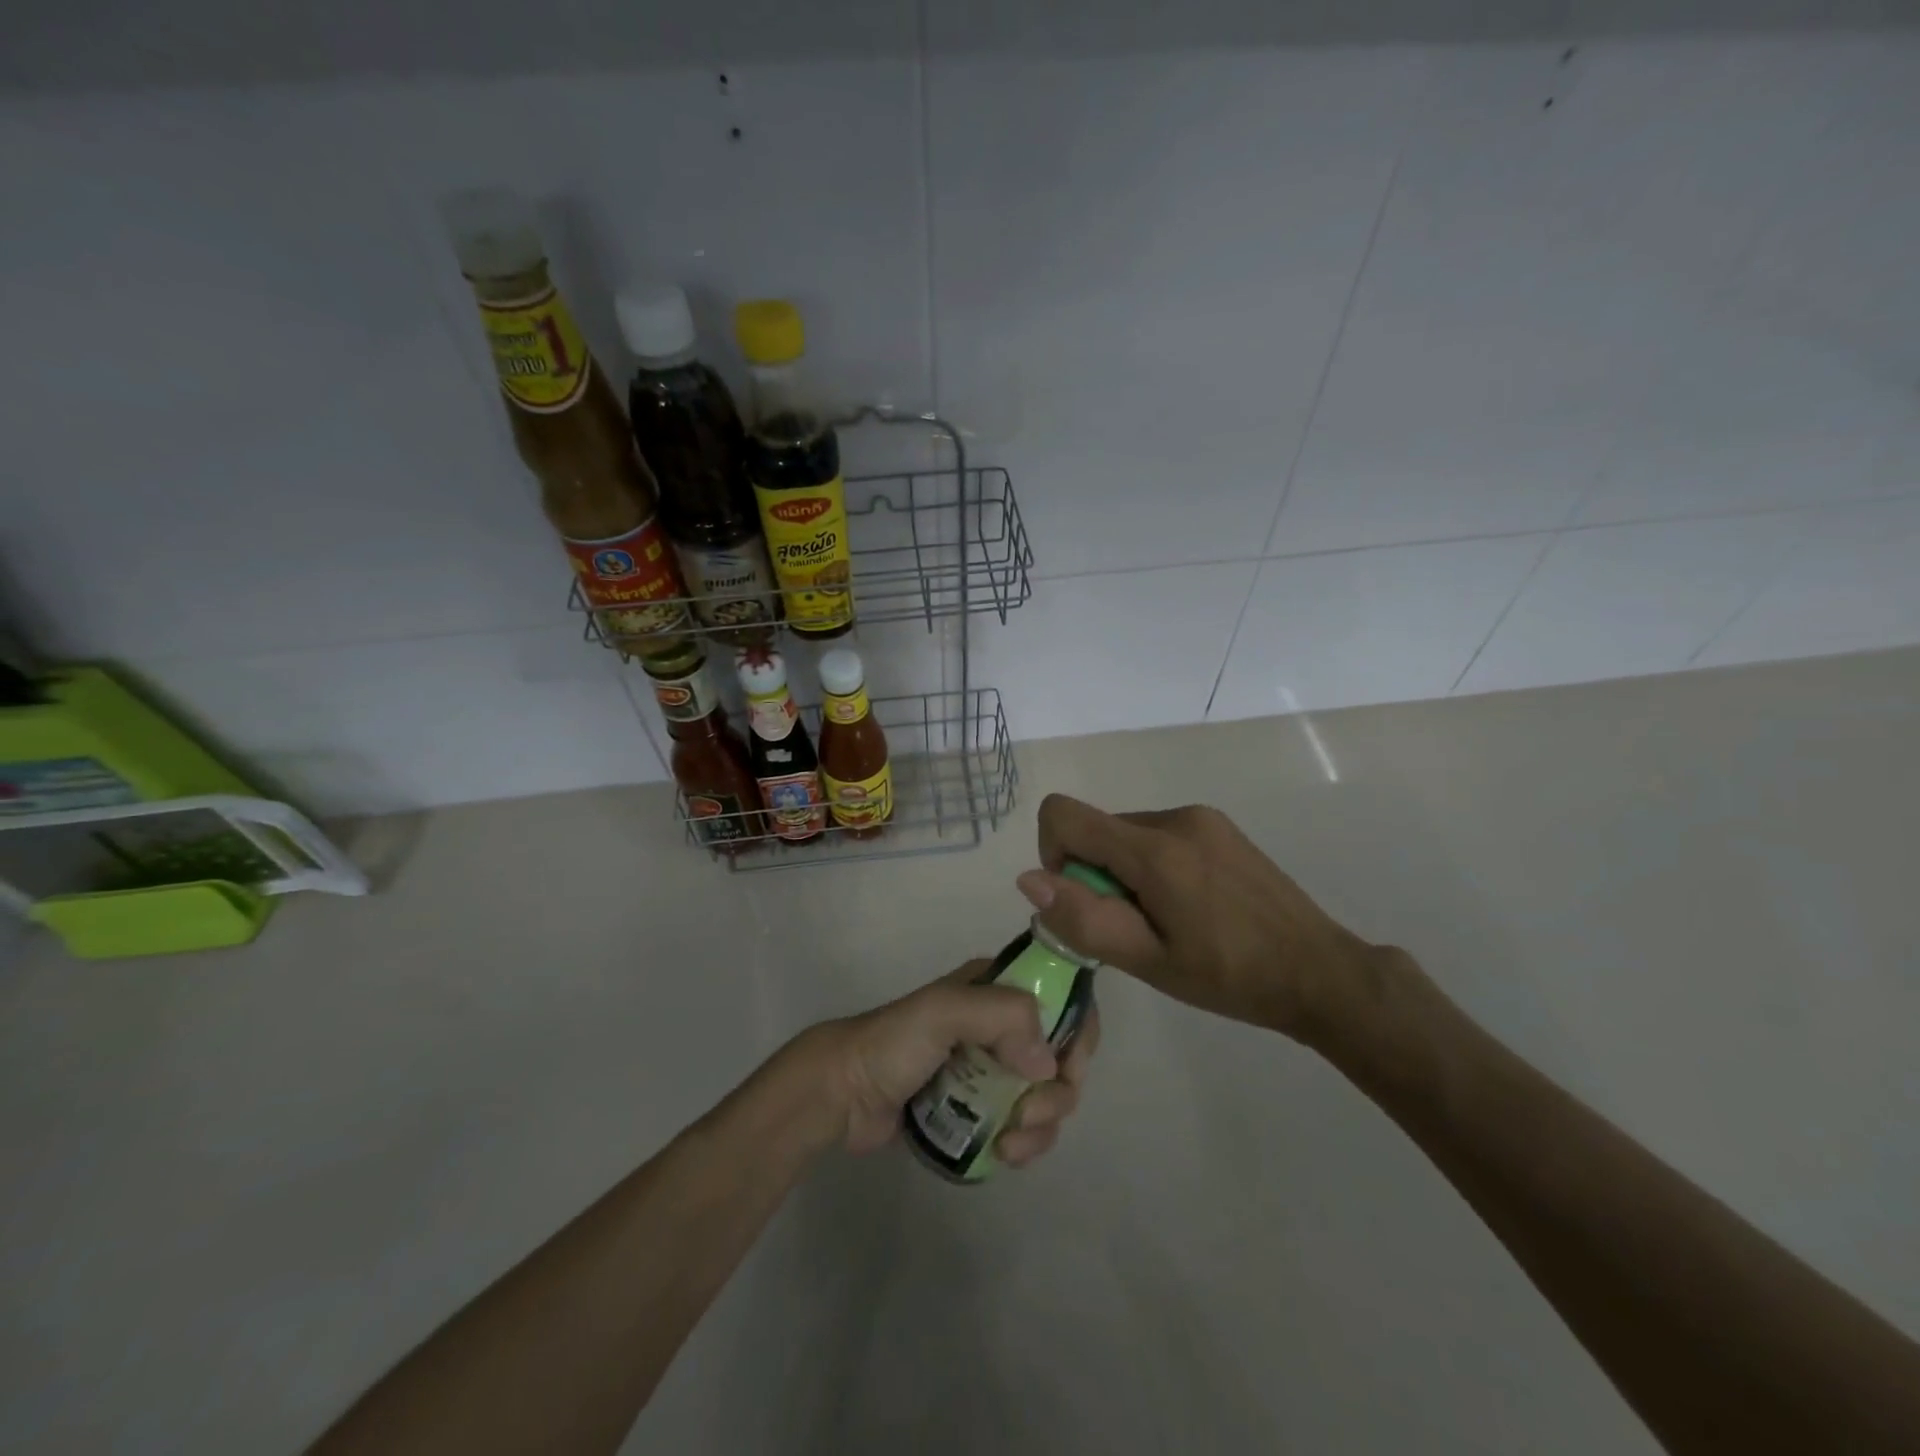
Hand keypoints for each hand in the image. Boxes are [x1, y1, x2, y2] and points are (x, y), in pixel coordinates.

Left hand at [802, 961, 1100, 1162]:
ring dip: (1043, 1125)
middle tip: (1029, 1113)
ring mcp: (993, 1069)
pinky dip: (1026, 1143)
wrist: (845, 1094)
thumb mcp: (945, 1011)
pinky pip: (1024, 1127)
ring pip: (1047, 1096)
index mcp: (997, 989)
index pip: (1063, 999)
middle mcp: (1002, 1025)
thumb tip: (1049, 1064)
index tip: (1070, 1068)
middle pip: (1062, 1056)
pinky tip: (1004, 1154)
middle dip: (1059, 1091)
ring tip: (1011, 1144)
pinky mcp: (981, 1109)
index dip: (1079, 1033)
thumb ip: (1002, 1017)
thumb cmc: (894, 1043)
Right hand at [1016, 793, 1381, 1042]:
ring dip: (1124, 872)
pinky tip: (1188, 907)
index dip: (1053, 856)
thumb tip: (1028, 880)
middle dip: (1094, 874)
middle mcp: (1175, 817)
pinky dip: (1151, 866)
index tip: (1083, 901)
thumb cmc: (1230, 977)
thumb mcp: (1149, 962)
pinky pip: (1157, 835)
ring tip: (1166, 921)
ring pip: (1126, 834)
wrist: (1320, 972)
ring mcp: (1201, 818)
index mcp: (1155, 849)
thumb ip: (1084, 919)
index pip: (1063, 814)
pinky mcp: (1218, 826)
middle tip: (1134, 928)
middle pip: (1096, 829)